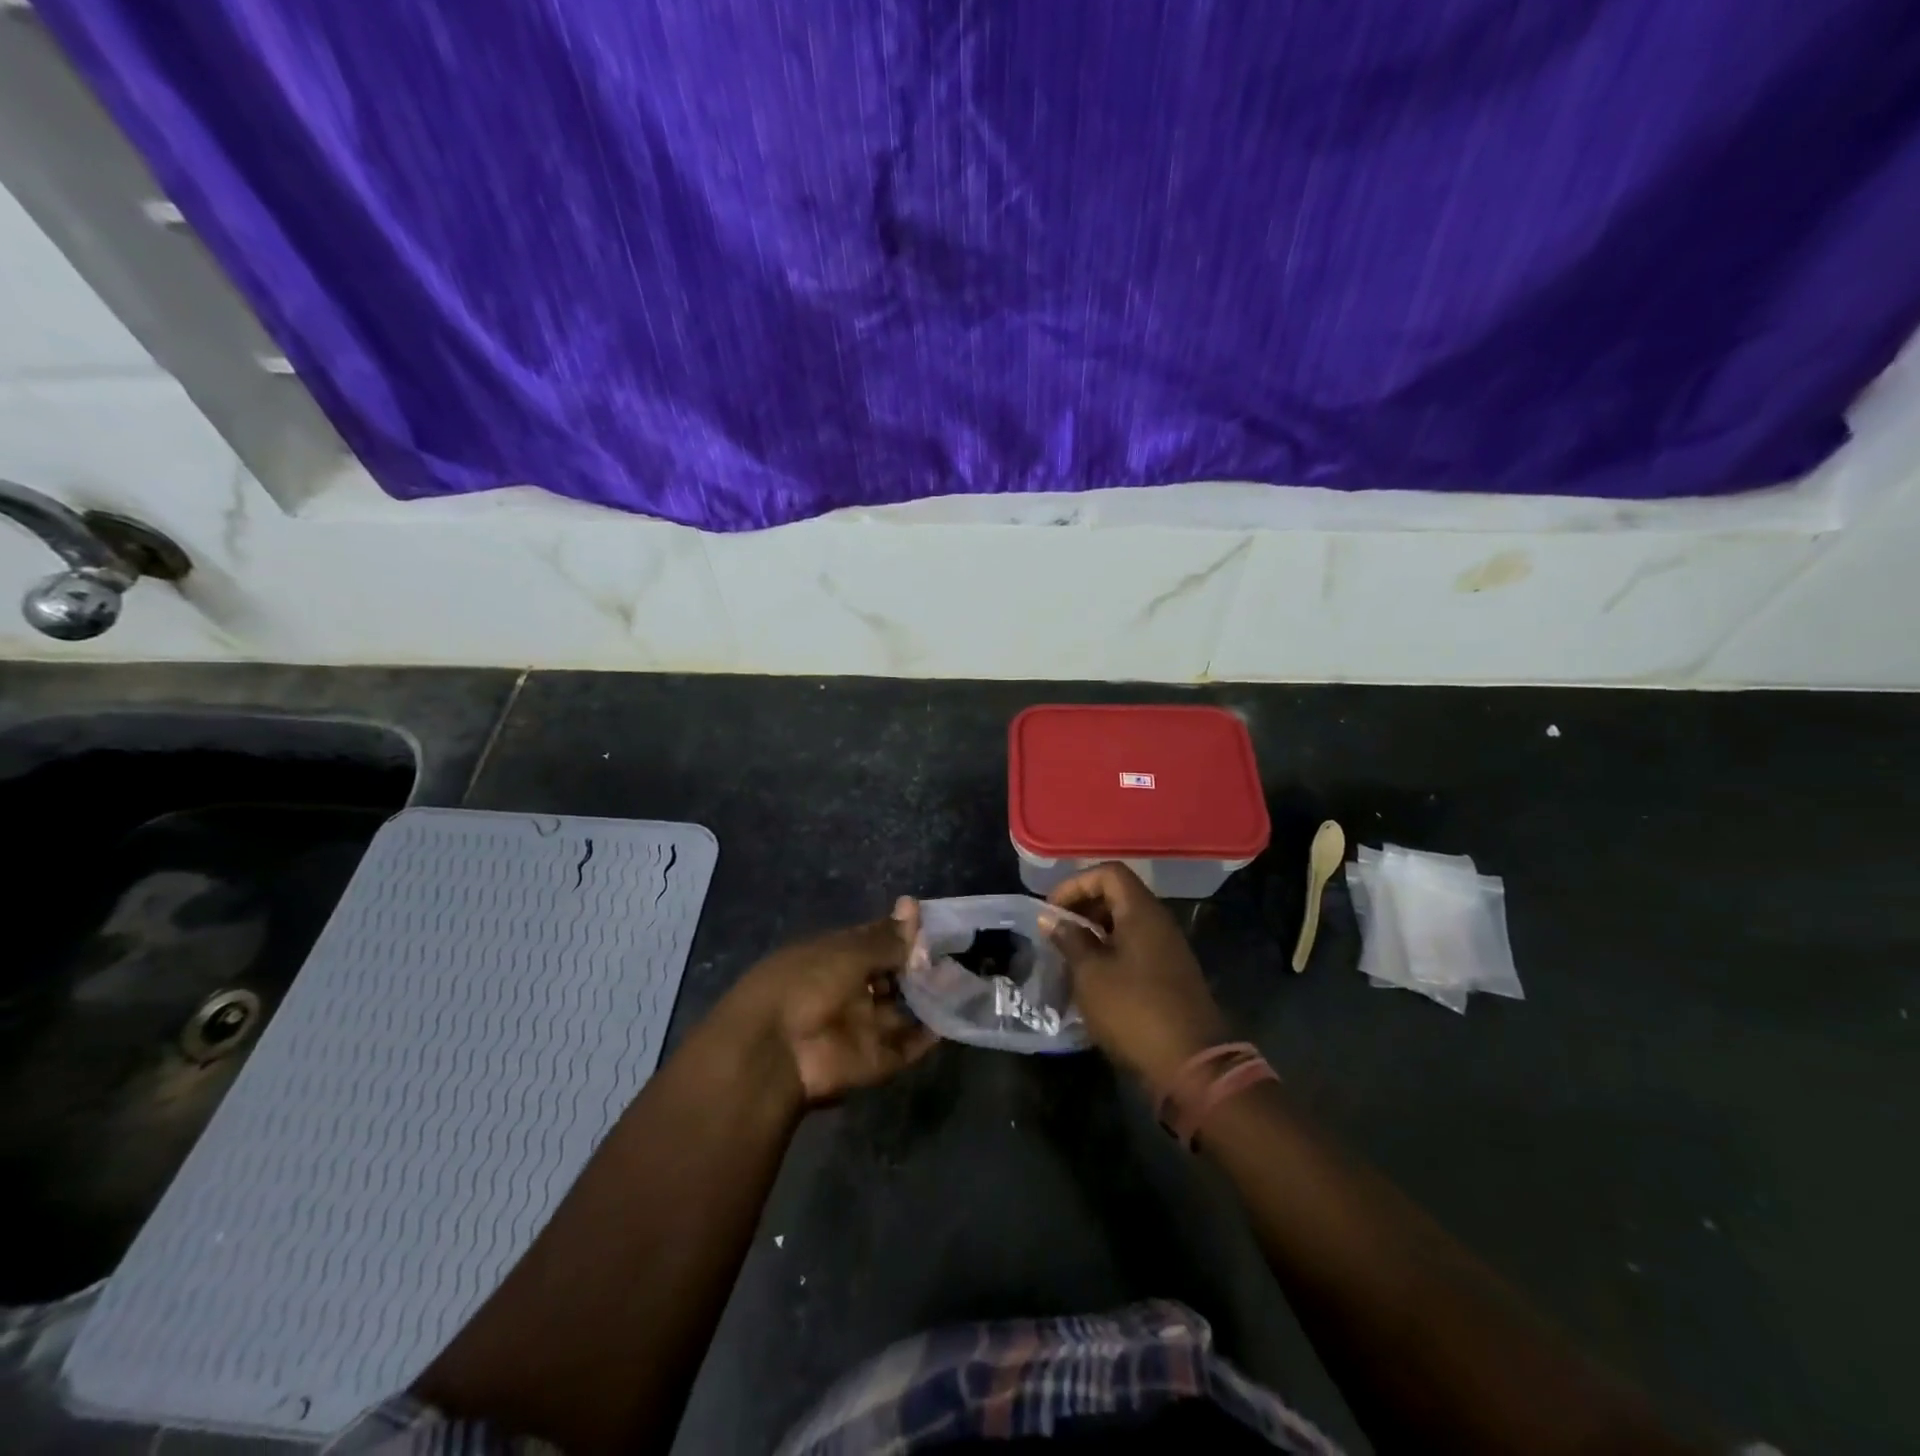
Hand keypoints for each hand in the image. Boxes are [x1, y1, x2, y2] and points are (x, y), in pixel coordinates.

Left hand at [725, 918, 938, 1105]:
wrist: (774, 1053)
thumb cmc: (806, 984)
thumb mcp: (848, 952)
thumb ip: (886, 938)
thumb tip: (912, 904)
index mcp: (835, 957)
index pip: (876, 941)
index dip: (904, 934)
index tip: (937, 925)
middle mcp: (850, 990)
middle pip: (892, 977)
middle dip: (921, 968)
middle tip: (957, 955)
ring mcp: (861, 1026)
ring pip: (902, 1010)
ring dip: (930, 999)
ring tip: (963, 983)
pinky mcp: (874, 1060)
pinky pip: (907, 1047)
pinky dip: (928, 1037)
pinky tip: (954, 1018)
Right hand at [1046, 863, 1229, 1089]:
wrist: (1191, 1064)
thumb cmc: (1134, 1010)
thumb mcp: (1090, 973)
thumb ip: (1069, 939)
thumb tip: (1051, 917)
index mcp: (1142, 911)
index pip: (1108, 872)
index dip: (1076, 884)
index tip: (1052, 910)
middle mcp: (1159, 922)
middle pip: (1118, 895)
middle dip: (1083, 907)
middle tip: (1056, 932)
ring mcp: (1168, 949)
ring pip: (1126, 923)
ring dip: (1095, 932)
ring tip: (1068, 955)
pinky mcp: (1170, 974)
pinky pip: (1135, 947)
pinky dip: (1110, 952)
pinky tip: (1091, 978)